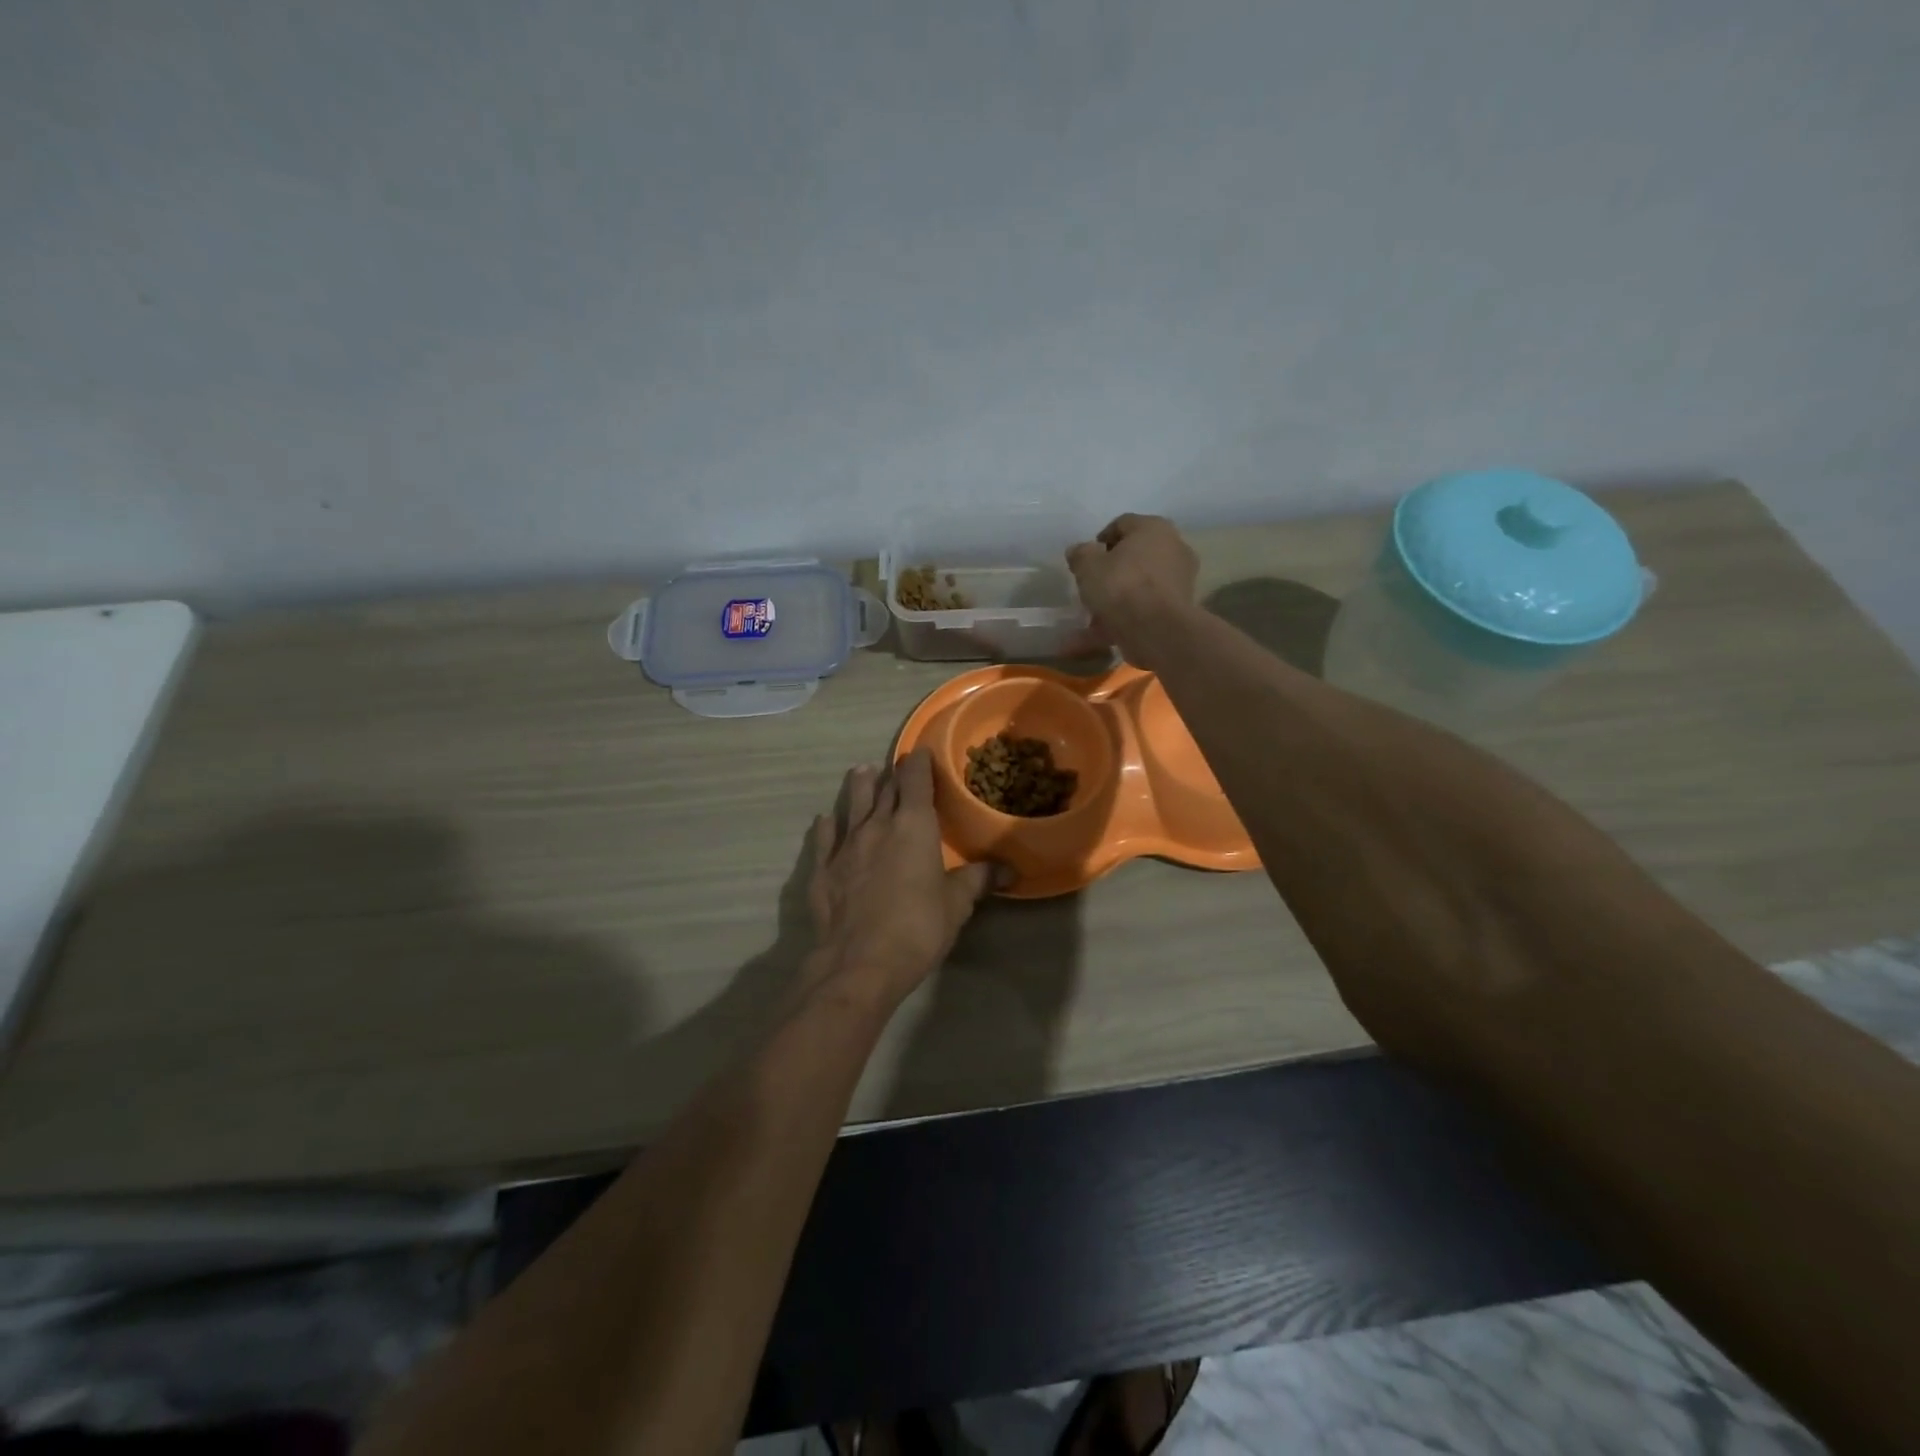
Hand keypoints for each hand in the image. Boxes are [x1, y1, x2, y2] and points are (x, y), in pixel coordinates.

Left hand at [806, 750, 996, 1007]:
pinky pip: (826, 837)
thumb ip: (978, 880)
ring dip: (859, 786)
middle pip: (884, 789)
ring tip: (862, 771)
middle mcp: (877, 826)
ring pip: (852, 805)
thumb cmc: (917, 928)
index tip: (921, 752)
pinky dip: (828, 825)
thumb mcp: (956, 905)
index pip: (916, 780)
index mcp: (914, 826)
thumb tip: (1008, 869)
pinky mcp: (823, 869)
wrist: (858, 963)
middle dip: (892, 775)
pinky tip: (826, 819)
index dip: (919, 763)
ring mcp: (845, 846)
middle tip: (895, 765)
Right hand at [1066, 514, 1199, 670]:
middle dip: (1110, 572)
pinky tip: (1096, 638)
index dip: (1100, 540)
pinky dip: (1121, 622)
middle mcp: (1173, 548)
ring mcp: (1179, 581)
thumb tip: (1079, 551)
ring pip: (1138, 588)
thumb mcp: (1088, 566)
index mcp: (1153, 528)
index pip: (1122, 524)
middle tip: (1090, 587)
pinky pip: (1143, 611)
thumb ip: (1080, 554)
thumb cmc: (1121, 585)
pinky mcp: (1178, 611)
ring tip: (1089, 620)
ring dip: (1114, 602)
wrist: (1157, 630)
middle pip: (1134, 557)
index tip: (1085, 560)